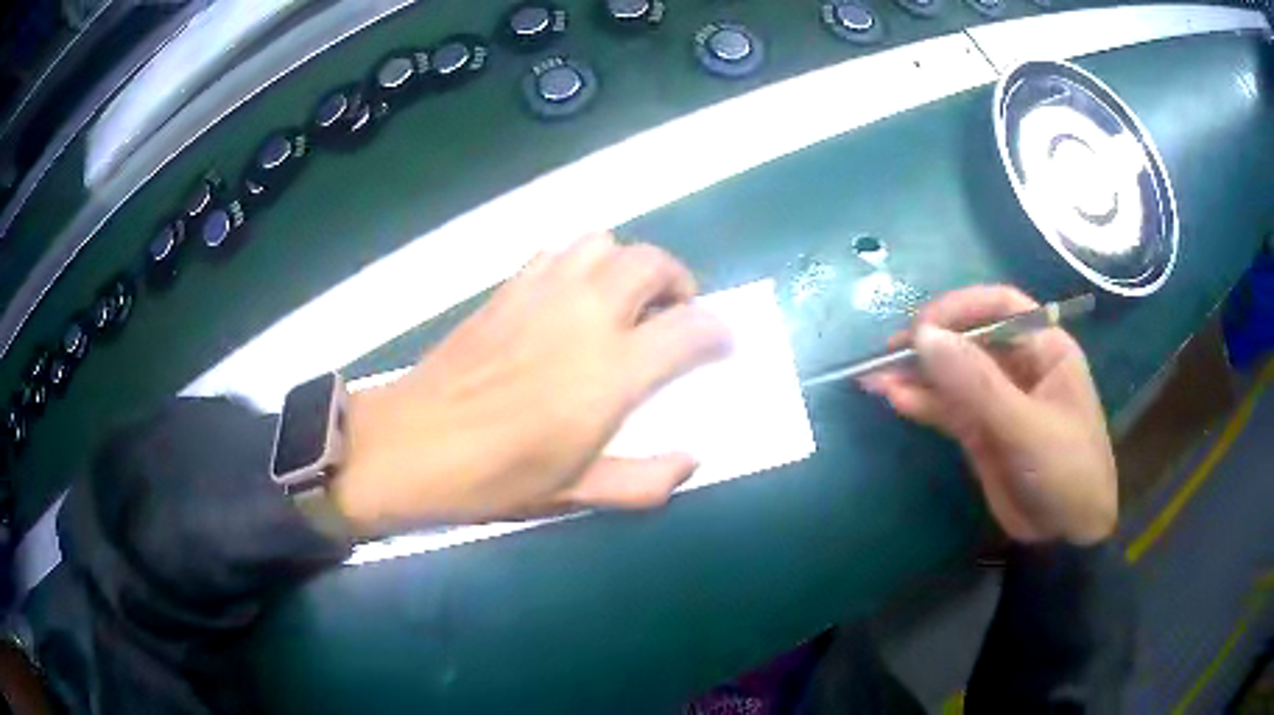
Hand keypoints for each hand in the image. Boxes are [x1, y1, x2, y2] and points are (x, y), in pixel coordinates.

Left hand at [333, 233, 731, 534]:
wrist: (413, 445)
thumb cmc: (496, 477)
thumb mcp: (577, 494)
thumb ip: (645, 481)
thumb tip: (690, 461)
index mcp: (612, 370)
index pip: (691, 327)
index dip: (717, 331)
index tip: (720, 344)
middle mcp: (585, 315)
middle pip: (652, 262)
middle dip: (679, 282)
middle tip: (675, 315)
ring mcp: (543, 292)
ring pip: (604, 242)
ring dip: (628, 265)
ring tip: (623, 300)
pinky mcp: (508, 287)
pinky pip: (558, 252)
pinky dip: (581, 263)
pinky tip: (570, 298)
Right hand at [862, 286, 1116, 544]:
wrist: (1066, 538)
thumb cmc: (1066, 471)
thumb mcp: (1026, 427)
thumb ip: (977, 384)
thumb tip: (924, 337)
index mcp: (1045, 348)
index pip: (1001, 306)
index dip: (961, 308)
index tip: (923, 327)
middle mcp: (1021, 365)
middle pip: (971, 338)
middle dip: (931, 343)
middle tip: (888, 354)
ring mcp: (998, 399)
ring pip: (954, 374)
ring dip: (917, 374)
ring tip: (874, 377)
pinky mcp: (981, 430)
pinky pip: (948, 407)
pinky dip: (922, 402)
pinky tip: (894, 398)